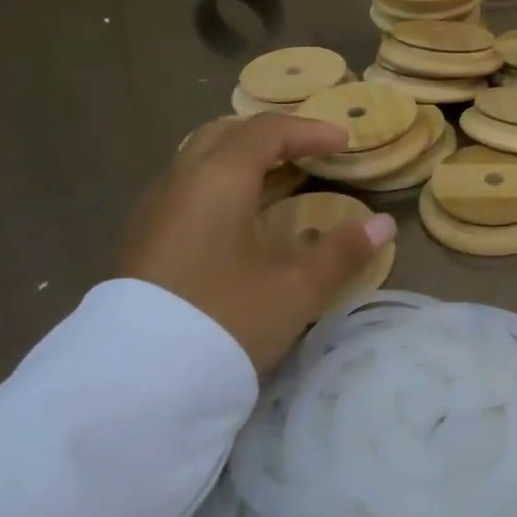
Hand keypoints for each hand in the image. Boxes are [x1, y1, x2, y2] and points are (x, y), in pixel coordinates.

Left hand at [116, 115, 395, 371]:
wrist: (133, 385)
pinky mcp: (140, 241)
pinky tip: (238, 221)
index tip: (345, 142)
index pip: (268, 131)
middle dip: (271, 136)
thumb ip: (342, 251)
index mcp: (218, 179)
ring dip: (242, 160)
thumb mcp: (296, 288)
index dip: (311, 130)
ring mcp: (153, 210)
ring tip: (278, 181)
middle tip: (307, 151)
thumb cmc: (223, 320)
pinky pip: (186, 189)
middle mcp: (180, 181)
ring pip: (200, 160)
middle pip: (227, 134)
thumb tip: (383, 224)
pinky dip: (220, 185)